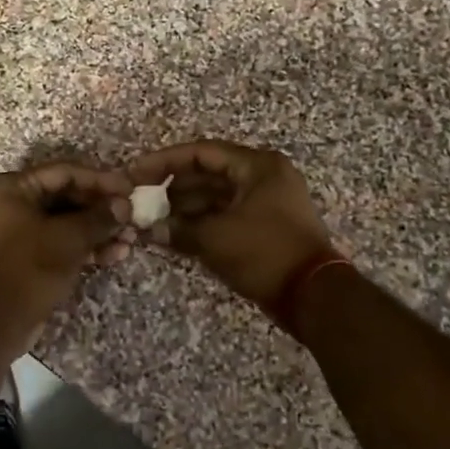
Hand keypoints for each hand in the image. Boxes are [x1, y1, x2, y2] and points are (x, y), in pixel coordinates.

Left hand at [0, 162, 132, 343]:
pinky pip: (58, 242)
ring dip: (98, 230)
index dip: (100, 180)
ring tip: (130, 239)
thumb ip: (99, 217)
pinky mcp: (24, 256)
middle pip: (65, 197)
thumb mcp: (69, 238)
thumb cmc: (28, 268)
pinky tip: (115, 255)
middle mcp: (9, 203)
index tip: (130, 188)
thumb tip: (125, 206)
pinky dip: (84, 247)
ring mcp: (15, 231)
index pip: (63, 173)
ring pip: (64, 222)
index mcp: (10, 187)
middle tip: (133, 216)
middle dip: (101, 209)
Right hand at [125, 140, 334, 308]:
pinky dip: (202, 222)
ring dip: (186, 207)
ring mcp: (266, 202)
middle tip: (142, 199)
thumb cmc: (265, 253)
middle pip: (209, 173)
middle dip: (173, 187)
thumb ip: (179, 228)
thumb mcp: (216, 238)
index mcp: (258, 166)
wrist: (312, 296)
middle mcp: (264, 177)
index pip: (202, 152)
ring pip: (217, 196)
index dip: (165, 161)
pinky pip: (227, 215)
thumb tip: (151, 230)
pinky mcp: (265, 226)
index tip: (137, 173)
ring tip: (154, 220)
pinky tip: (175, 233)